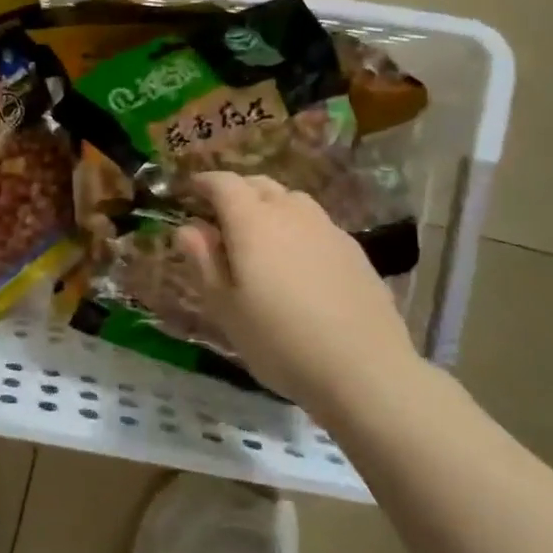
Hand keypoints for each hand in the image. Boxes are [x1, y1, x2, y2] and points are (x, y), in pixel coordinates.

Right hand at [173, 172, 417, 410]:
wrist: (365, 370)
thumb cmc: (279, 341)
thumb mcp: (225, 307)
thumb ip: (203, 261)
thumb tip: (188, 228)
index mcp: (252, 221)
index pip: (223, 183)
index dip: (203, 183)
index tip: (189, 191)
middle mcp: (291, 212)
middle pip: (259, 184)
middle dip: (235, 191)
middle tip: (219, 215)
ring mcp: (327, 228)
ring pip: (291, 200)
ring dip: (269, 206)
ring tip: (259, 236)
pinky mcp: (354, 250)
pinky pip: (316, 223)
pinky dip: (297, 228)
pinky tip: (297, 261)